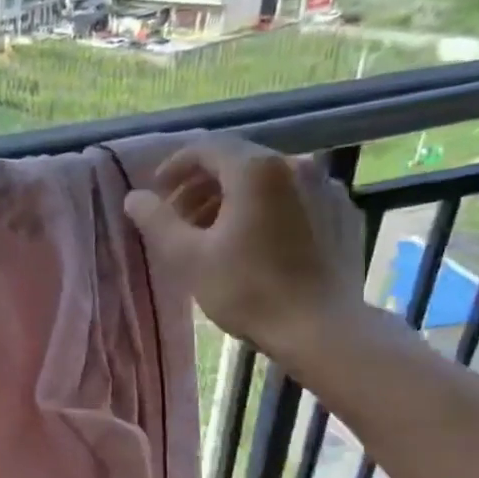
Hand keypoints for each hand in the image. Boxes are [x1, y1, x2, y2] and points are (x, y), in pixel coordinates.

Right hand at [123, 134, 369, 364]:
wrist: (321, 329)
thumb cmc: (247, 290)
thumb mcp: (187, 257)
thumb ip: (156, 220)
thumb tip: (134, 197)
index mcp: (256, 169)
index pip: (207, 148)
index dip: (175, 166)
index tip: (157, 193)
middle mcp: (297, 165)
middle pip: (239, 162)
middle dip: (203, 186)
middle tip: (179, 218)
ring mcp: (327, 189)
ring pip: (269, 182)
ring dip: (235, 200)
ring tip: (215, 234)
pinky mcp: (343, 215)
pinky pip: (296, 201)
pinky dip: (269, 212)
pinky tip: (257, 244)